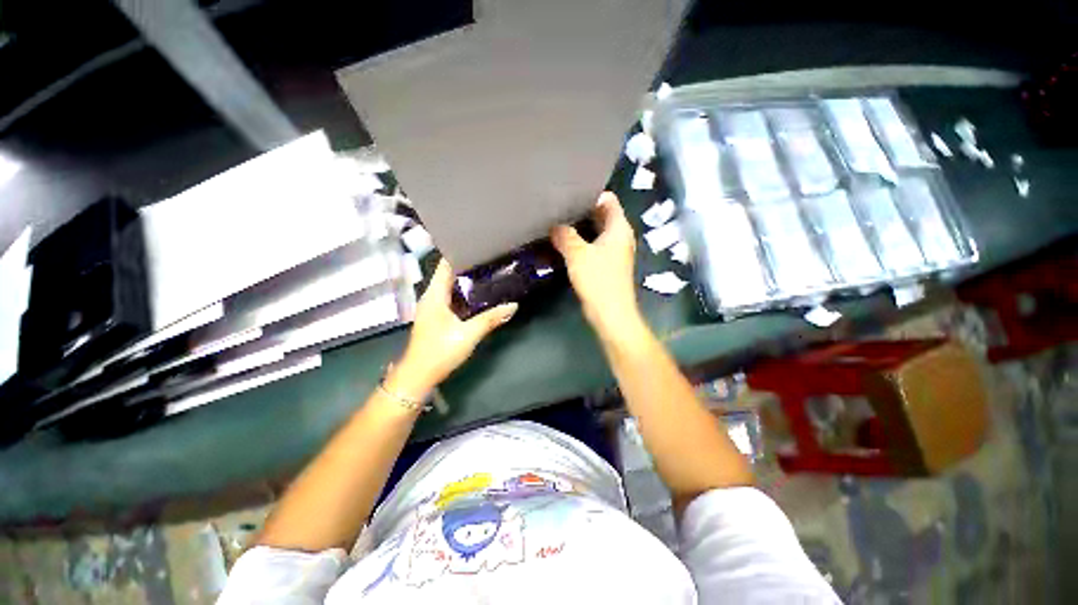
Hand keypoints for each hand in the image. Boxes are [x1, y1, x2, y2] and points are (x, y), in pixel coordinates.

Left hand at [393, 259, 517, 397]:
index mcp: (434, 295)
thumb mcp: (468, 334)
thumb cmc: (439, 351)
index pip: (445, 265)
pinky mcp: (437, 317)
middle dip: (467, 266)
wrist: (419, 376)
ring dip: (466, 280)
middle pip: (449, 274)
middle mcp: (431, 297)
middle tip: (490, 258)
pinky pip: (451, 298)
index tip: (479, 245)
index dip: (459, 253)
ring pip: (450, 286)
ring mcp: (433, 307)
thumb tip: (513, 305)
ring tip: (488, 272)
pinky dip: (464, 293)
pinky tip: (479, 294)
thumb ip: (490, 319)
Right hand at [551, 192, 641, 335]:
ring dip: (580, 228)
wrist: (610, 313)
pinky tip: (565, 243)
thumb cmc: (598, 279)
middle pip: (602, 215)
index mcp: (619, 228)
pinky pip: (594, 246)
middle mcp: (620, 236)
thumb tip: (554, 226)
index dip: (591, 193)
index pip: (608, 199)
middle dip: (582, 210)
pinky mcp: (607, 265)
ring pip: (597, 232)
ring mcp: (615, 251)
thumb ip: (564, 235)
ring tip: (558, 222)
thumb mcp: (577, 254)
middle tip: (559, 206)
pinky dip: (582, 242)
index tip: (570, 192)